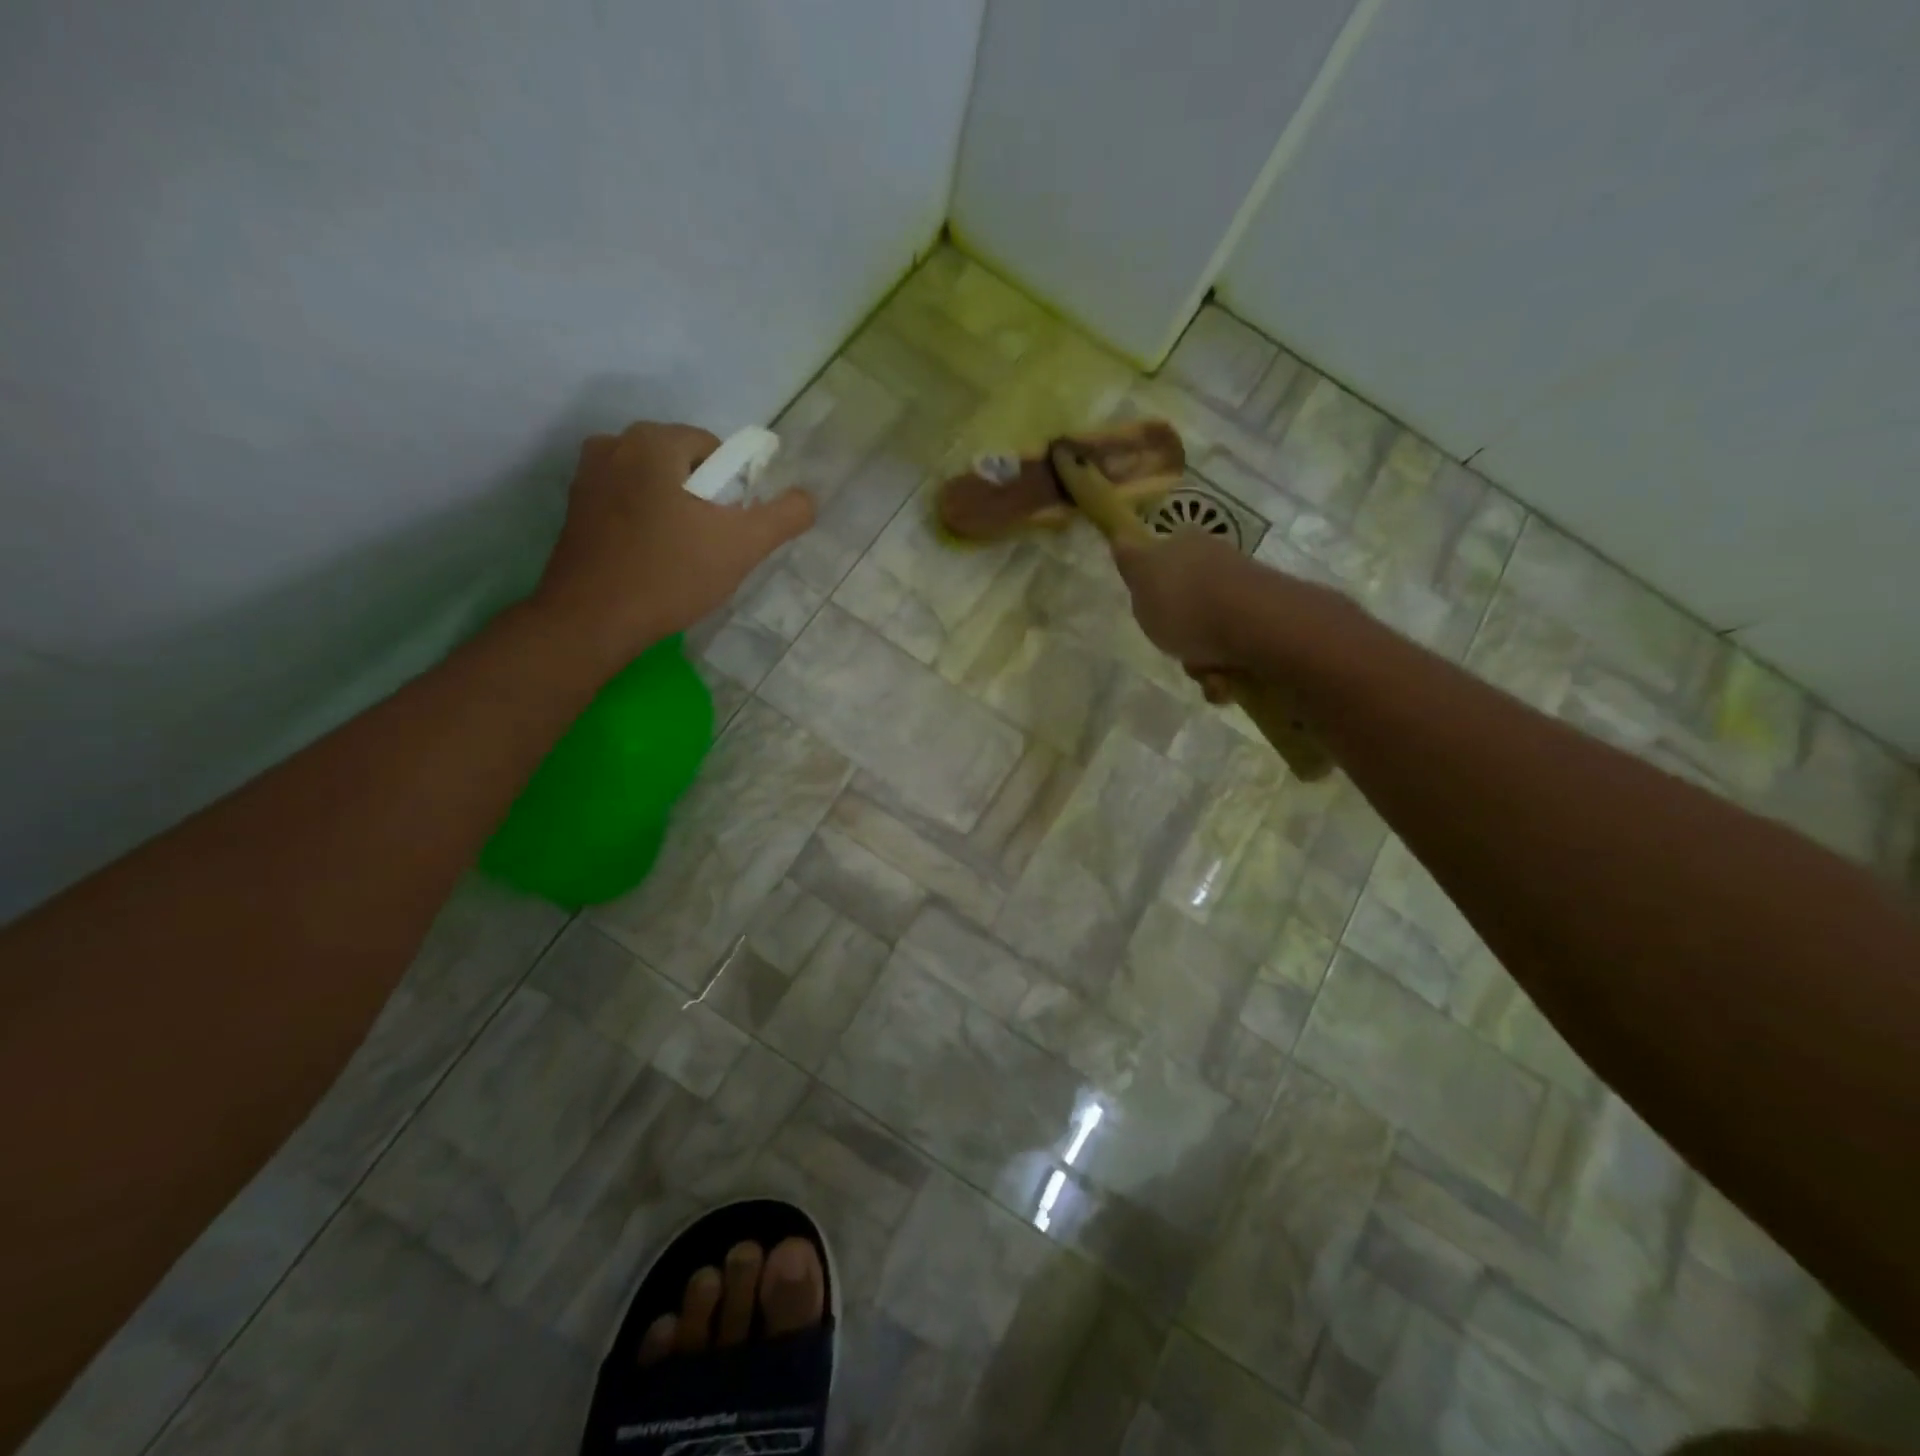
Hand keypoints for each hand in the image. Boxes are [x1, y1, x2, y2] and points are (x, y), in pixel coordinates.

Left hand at [532, 422, 815, 664]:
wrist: (594, 619)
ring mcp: (586, 477)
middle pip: (681, 465)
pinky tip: (651, 561)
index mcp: (652, 441)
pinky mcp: (574, 510)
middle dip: (701, 500)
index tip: (730, 528)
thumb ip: (784, 516)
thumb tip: (807, 498)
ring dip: (673, 512)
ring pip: (653, 485)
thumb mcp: (743, 545)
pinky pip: (626, 505)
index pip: (713, 449)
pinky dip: (644, 524)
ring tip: (680, 556)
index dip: (732, 489)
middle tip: (709, 546)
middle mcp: (612, 444)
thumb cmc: (671, 574)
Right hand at [1110, 530, 1254, 671]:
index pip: (1162, 557)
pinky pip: (1234, 649)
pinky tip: (1224, 679)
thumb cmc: (1186, 602)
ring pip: (1209, 628)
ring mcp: (1245, 591)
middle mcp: (1218, 560)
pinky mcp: (1267, 621)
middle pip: (1187, 600)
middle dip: (1179, 631)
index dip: (1153, 584)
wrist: (1255, 625)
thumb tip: (1120, 536)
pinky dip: (1225, 668)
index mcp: (1186, 543)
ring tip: (1203, 672)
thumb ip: (1130, 559)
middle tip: (1173, 647)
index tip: (1149, 609)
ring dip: (1202, 657)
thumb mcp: (1141, 576)